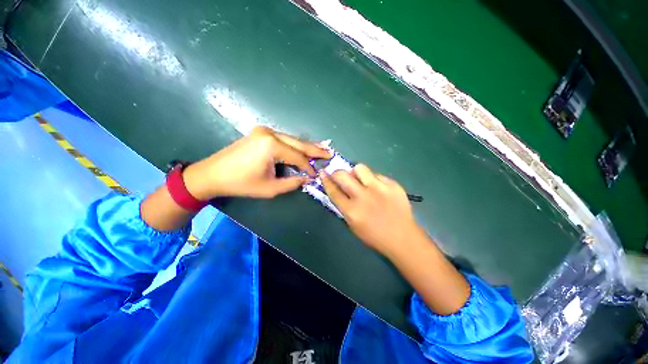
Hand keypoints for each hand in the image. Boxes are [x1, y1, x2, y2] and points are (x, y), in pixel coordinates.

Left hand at [182, 126, 330, 199]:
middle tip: (330, 153)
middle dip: (315, 149)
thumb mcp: (270, 188)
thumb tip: (307, 178)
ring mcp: (264, 131)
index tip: (316, 175)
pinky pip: (284, 139)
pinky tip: (304, 148)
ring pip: (292, 139)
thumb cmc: (241, 183)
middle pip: (299, 143)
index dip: (309, 167)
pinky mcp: (261, 133)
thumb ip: (292, 183)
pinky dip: (295, 145)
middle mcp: (270, 133)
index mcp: (271, 145)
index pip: (298, 157)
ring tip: (321, 150)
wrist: (212, 174)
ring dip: (306, 146)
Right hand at [320, 164, 421, 255]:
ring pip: (360, 168)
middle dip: (337, 173)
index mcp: (352, 211)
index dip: (326, 180)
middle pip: (343, 175)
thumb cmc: (374, 235)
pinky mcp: (392, 184)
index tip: (323, 173)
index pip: (333, 191)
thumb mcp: (353, 225)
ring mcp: (379, 189)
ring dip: (356, 173)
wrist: (402, 237)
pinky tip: (377, 188)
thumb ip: (344, 207)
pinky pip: (376, 174)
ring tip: (360, 180)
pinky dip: (373, 179)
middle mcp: (363, 197)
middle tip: (340, 176)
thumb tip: (338, 190)